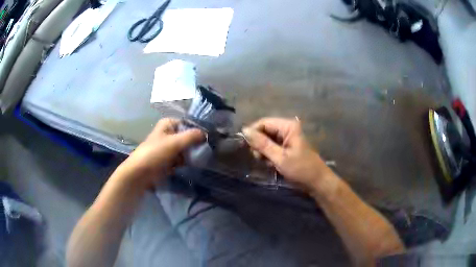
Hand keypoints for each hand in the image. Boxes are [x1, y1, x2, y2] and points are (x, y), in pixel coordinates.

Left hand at [121, 118, 203, 187]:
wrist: (140, 173)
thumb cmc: (155, 154)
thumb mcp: (174, 142)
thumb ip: (192, 136)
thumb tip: (207, 134)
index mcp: (168, 124)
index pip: (188, 124)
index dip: (199, 130)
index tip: (209, 139)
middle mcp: (169, 133)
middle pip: (188, 136)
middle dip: (196, 144)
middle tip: (207, 151)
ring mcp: (168, 147)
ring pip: (186, 148)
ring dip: (192, 154)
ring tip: (201, 159)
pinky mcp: (168, 159)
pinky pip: (182, 158)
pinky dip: (187, 161)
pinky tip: (194, 165)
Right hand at [242, 117, 331, 191]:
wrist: (317, 182)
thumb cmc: (301, 169)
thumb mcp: (280, 158)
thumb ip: (262, 144)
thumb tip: (244, 130)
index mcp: (288, 126)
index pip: (263, 123)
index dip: (253, 133)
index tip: (247, 147)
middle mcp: (287, 129)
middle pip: (264, 131)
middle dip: (259, 144)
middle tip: (259, 158)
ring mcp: (287, 138)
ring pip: (267, 140)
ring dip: (263, 151)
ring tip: (267, 163)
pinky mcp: (287, 147)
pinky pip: (272, 147)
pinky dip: (269, 155)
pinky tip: (272, 164)